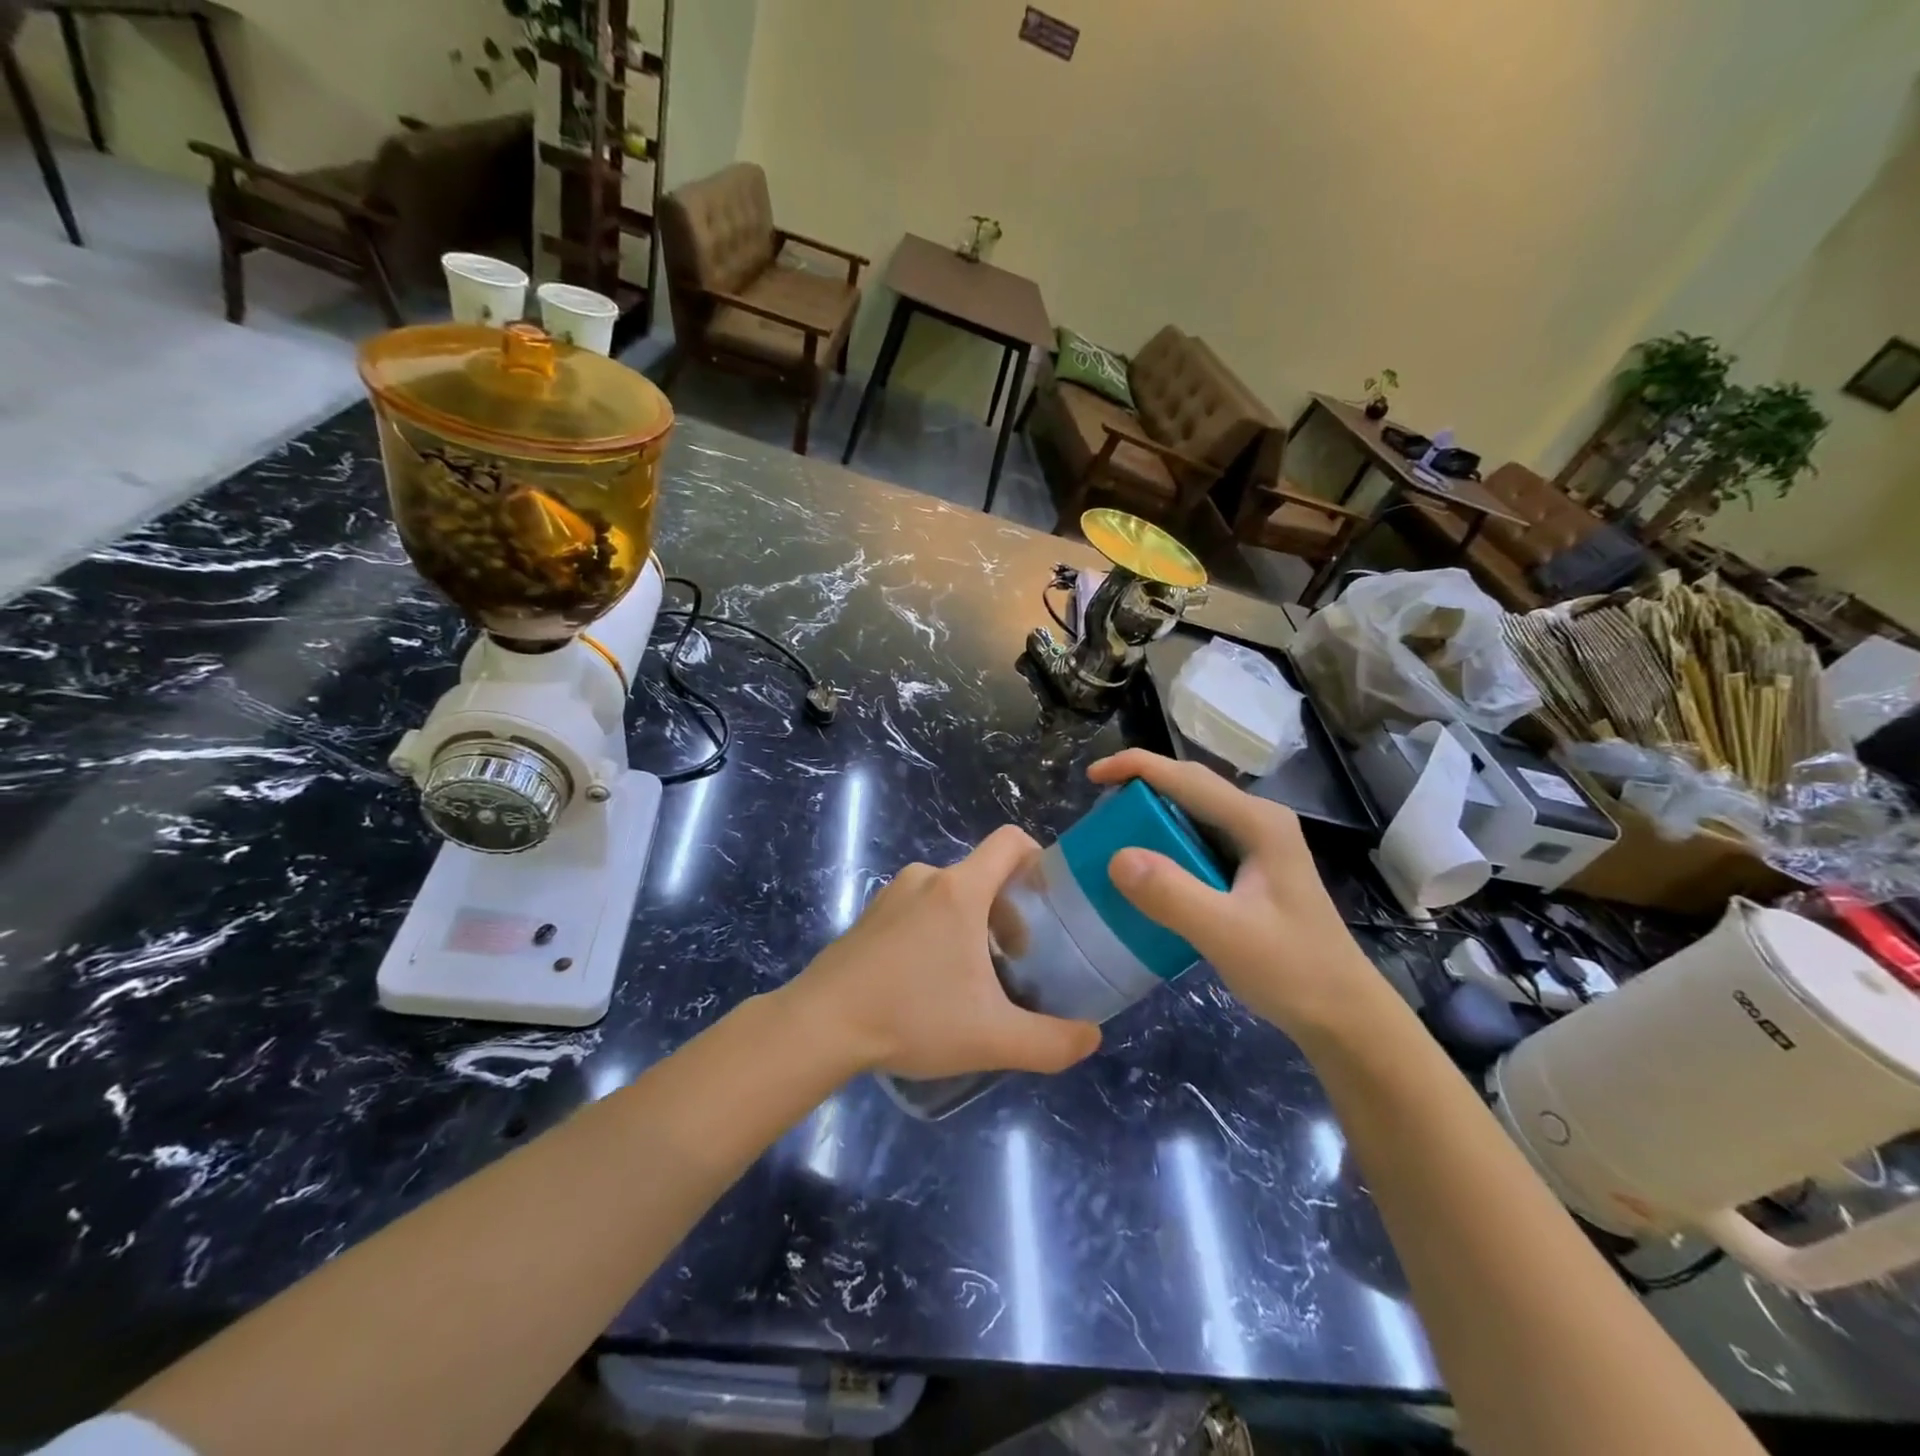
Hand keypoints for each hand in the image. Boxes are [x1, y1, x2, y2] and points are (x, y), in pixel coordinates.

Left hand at [785, 826, 1101, 1080]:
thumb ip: (1052, 1041)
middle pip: (984, 876)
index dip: (1039, 858)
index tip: (1050, 901)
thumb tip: (1092, 1037)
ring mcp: (892, 894)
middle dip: (1008, 913)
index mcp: (960, 889)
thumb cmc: (912, 1018)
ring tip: (972, 980)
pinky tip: (928, 982)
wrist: (821, 1025)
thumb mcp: (992, 1038)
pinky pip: (920, 908)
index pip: (1010, 841)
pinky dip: (937, 932)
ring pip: (951, 895)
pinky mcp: (870, 915)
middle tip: (1015, 963)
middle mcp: (926, 878)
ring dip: (972, 926)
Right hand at [1088, 749, 1386, 1042]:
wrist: (1343, 1015)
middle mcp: (1258, 821)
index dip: (1135, 767)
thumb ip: (1172, 894)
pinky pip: (1197, 840)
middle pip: (1189, 787)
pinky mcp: (1250, 869)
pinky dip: (1165, 843)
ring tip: (1113, 833)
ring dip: (1151, 816)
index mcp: (1258, 823)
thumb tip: (1116, 857)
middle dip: (1141, 788)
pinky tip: (1147, 868)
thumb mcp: (1226, 934)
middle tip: (1098, 810)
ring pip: (1192, 813)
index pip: (1187, 778)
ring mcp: (1257, 845)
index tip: (1091, 777)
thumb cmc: (1293, 970)